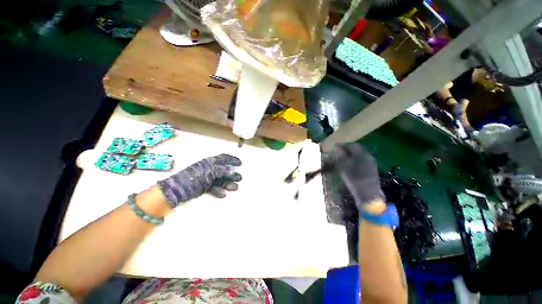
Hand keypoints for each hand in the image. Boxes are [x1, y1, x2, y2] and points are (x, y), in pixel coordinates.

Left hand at [158, 154, 241, 207]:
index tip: (240, 163)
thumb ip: (221, 170)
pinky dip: (219, 191)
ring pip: (220, 180)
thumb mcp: (209, 172)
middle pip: (224, 170)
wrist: (177, 190)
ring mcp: (207, 178)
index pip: (223, 158)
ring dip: (228, 184)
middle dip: (232, 174)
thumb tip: (233, 170)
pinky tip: (223, 194)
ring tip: (235, 188)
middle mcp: (209, 169)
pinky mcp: (204, 187)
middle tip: (240, 178)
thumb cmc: (194, 177)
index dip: (232, 160)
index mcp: (210, 162)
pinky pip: (214, 188)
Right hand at [331, 143, 384, 209]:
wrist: (368, 194)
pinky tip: (350, 167)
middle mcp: (368, 156)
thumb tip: (337, 147)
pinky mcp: (372, 171)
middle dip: (347, 151)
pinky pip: (362, 162)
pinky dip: (355, 162)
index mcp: (362, 153)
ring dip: (351, 156)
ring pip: (360, 156)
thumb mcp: (343, 165)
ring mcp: (372, 164)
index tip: (336, 149)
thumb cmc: (354, 178)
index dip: (343, 146)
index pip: (352, 145)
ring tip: (343, 161)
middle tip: (338, 154)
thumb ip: (340, 155)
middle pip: (357, 150)